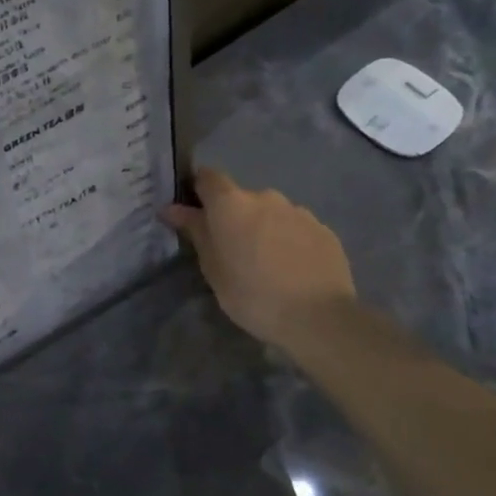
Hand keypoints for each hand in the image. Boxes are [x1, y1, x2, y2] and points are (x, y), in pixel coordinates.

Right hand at [162, 167, 357, 350]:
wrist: (319, 318)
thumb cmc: (252, 295)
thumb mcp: (213, 268)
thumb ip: (195, 231)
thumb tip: (171, 208)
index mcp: (231, 204)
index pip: (208, 177)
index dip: (199, 190)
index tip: (196, 213)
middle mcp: (265, 197)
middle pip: (241, 198)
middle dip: (234, 217)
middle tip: (232, 250)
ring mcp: (299, 211)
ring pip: (271, 213)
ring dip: (263, 228)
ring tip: (266, 263)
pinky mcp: (324, 230)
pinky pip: (296, 228)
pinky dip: (289, 241)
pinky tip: (292, 269)